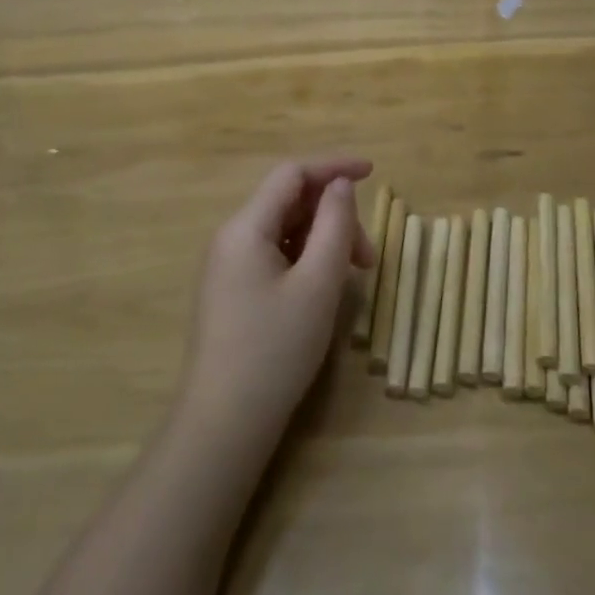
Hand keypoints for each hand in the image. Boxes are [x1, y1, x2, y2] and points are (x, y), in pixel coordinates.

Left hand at [178, 157, 374, 450]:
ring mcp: (227, 266)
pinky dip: (305, 258)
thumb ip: (334, 225)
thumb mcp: (317, 285)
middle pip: (289, 202)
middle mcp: (231, 237)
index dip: (333, 167)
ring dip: (322, 240)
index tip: (372, 172)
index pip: (292, 174)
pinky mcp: (231, 291)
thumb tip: (340, 185)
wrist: (222, 427)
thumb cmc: (274, 351)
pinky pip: (273, 254)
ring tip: (352, 276)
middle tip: (368, 257)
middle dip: (333, 216)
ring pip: (284, 230)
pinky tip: (323, 287)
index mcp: (246, 227)